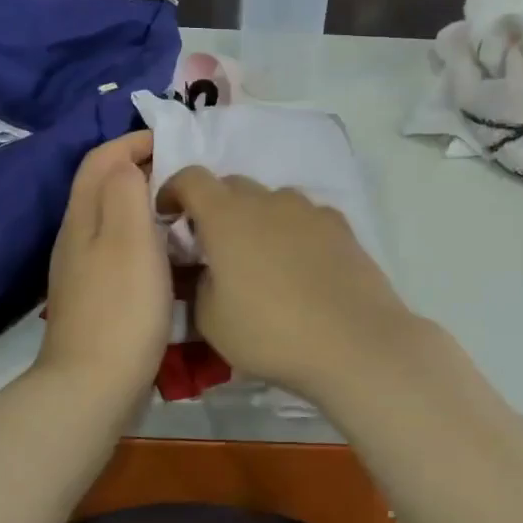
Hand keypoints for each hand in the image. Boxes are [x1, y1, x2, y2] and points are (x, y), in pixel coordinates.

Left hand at [35, 133, 168, 406]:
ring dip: (147, 205)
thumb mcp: (128, 238)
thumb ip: (125, 191)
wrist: (93, 387)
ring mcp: (84, 271)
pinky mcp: (98, 298)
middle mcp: (77, 238)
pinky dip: (148, 239)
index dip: (134, 141)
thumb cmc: (120, 308)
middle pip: (104, 186)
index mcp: (82, 217)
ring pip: (114, 220)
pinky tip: (173, 257)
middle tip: (188, 175)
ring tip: (186, 211)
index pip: (101, 159)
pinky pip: (123, 251)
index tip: (177, 142)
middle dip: (143, 169)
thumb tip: (127, 163)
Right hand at [158, 168, 425, 401]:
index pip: (191, 178)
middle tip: (213, 245)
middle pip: (232, 186)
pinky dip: (293, 231)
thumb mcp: (210, 320)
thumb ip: (198, 285)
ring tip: (261, 258)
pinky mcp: (342, 227)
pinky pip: (306, 218)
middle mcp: (267, 201)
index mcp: (226, 216)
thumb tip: (209, 271)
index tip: (168, 215)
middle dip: (215, 207)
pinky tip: (301, 266)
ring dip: (257, 218)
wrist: (354, 343)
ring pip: (272, 201)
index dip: (173, 190)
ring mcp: (309, 210)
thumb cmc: (270, 332)